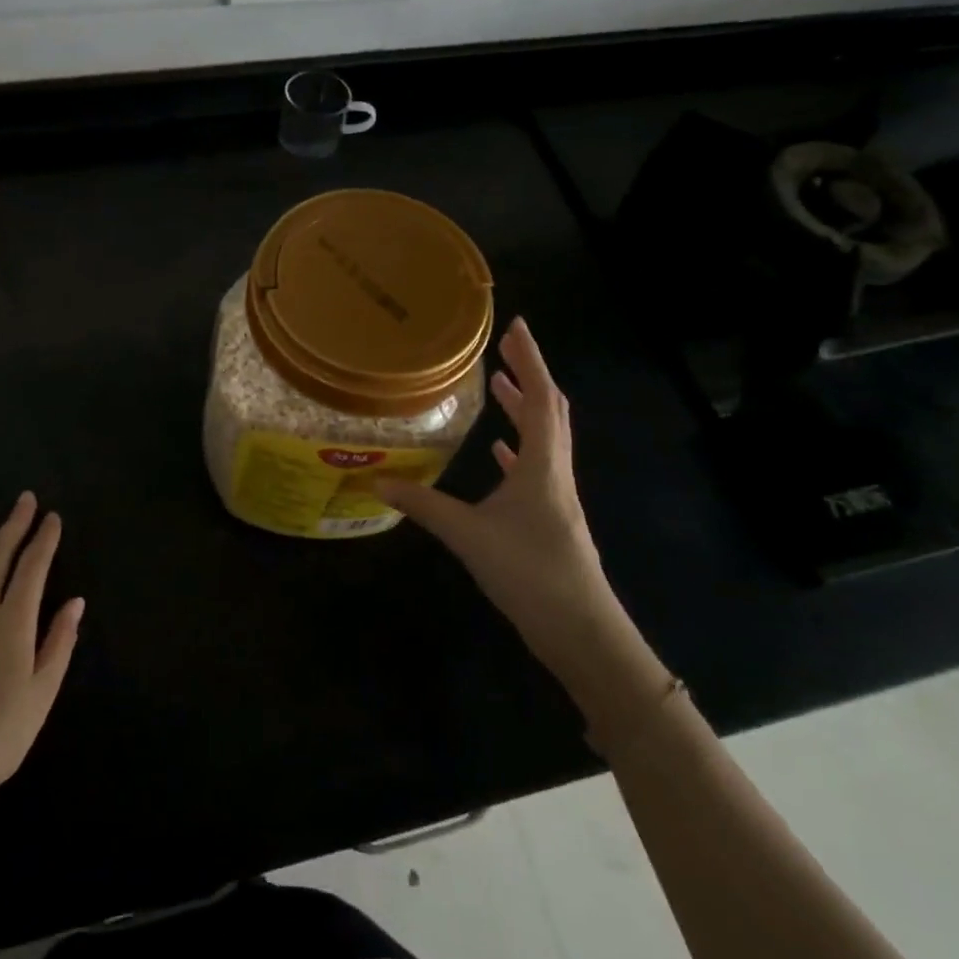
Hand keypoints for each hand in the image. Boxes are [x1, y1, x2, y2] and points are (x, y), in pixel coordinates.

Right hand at [377, 318, 612, 652]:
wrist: (582, 632)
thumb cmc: (531, 573)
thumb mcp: (469, 535)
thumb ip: (423, 505)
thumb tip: (376, 480)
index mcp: (542, 464)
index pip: (541, 396)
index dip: (530, 359)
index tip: (516, 326)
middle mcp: (554, 470)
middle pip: (548, 409)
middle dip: (528, 374)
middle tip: (502, 347)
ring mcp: (555, 495)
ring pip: (543, 437)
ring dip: (524, 406)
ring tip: (498, 384)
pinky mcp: (551, 517)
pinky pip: (535, 466)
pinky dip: (519, 447)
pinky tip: (499, 450)